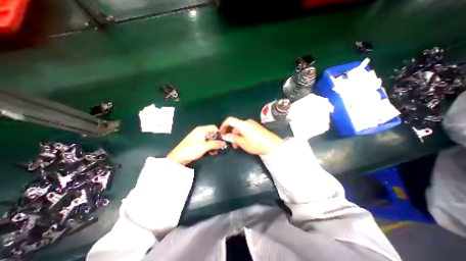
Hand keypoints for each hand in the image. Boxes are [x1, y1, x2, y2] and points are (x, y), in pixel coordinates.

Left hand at [166, 126, 226, 164]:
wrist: (179, 158)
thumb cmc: (190, 150)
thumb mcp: (205, 146)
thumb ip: (215, 144)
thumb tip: (223, 143)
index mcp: (201, 130)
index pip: (214, 128)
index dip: (219, 133)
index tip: (222, 140)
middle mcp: (200, 133)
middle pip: (212, 134)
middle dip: (216, 140)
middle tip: (219, 146)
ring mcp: (198, 138)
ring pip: (210, 139)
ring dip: (213, 145)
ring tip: (215, 151)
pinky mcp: (197, 144)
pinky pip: (206, 143)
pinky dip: (209, 147)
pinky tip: (211, 152)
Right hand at [220, 117, 281, 155]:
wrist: (272, 145)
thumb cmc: (256, 144)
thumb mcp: (242, 143)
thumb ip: (233, 138)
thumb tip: (226, 136)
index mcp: (242, 124)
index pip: (229, 120)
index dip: (223, 126)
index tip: (221, 133)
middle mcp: (247, 122)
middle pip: (235, 125)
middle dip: (231, 134)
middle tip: (231, 143)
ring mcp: (252, 124)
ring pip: (240, 128)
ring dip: (237, 136)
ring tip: (238, 145)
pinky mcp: (256, 127)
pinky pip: (246, 129)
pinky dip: (242, 135)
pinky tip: (244, 142)